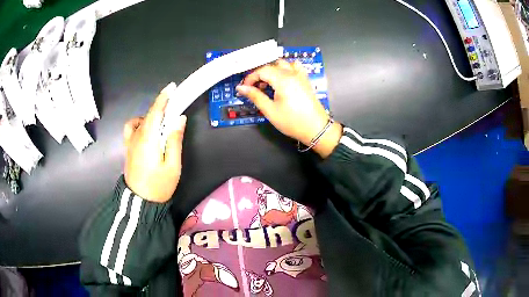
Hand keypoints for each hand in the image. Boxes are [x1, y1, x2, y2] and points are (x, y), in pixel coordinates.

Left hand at [123, 82, 186, 202]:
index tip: (171, 87)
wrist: (140, 203)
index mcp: (148, 139)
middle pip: (148, 115)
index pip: (155, 112)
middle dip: (161, 108)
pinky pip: (131, 128)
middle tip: (173, 113)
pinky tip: (146, 132)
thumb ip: (174, 140)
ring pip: (139, 121)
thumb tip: (178, 120)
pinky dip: (139, 124)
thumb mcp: (172, 166)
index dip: (163, 98)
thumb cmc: (158, 186)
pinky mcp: (128, 148)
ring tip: (161, 127)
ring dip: (150, 117)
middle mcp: (137, 136)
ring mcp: (130, 142)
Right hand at [236, 60, 341, 157]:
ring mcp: (300, 75)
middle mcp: (292, 73)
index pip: (262, 70)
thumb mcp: (270, 110)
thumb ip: (255, 96)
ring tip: (268, 84)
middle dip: (260, 74)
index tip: (244, 88)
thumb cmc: (292, 121)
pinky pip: (295, 67)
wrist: (316, 128)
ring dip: (273, 70)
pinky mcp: (305, 80)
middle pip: (271, 66)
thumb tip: (241, 88)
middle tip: (254, 88)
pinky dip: (286, 69)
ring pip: (283, 64)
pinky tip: (283, 80)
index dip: (251, 78)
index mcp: (283, 79)